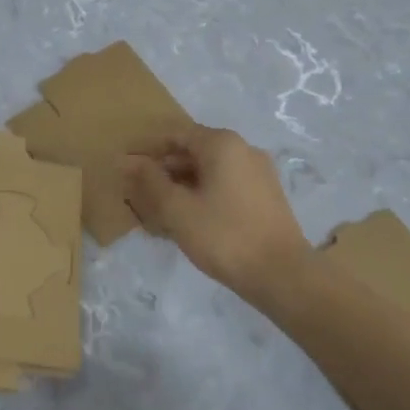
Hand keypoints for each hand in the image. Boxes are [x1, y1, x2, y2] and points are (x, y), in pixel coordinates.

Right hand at [121, 125, 310, 297]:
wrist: (282, 274)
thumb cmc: (224, 236)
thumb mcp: (178, 209)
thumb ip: (150, 181)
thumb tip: (127, 160)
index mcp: (222, 144)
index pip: (176, 135)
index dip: (148, 151)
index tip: (127, 171)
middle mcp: (244, 149)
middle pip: (194, 151)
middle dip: (165, 171)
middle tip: (139, 196)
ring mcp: (259, 172)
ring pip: (210, 171)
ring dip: (183, 186)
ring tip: (160, 212)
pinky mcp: (266, 195)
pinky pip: (226, 185)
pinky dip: (204, 195)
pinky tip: (190, 221)